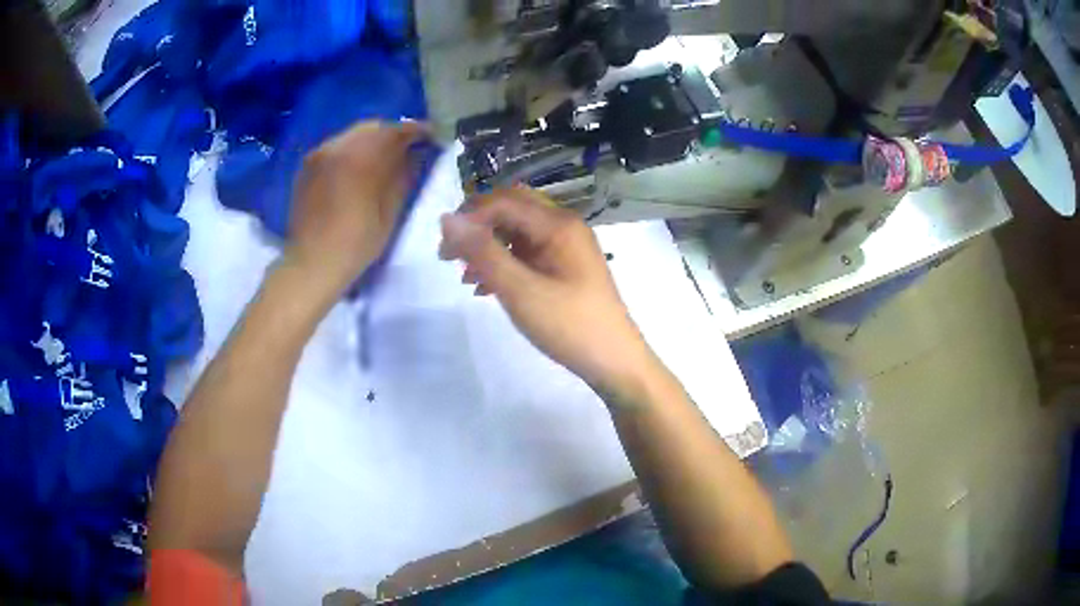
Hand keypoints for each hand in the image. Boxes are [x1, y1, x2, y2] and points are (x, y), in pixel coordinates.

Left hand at [287, 120, 426, 297]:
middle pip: (372, 127)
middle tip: (408, 147)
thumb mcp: (390, 210)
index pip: (395, 131)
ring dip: (371, 141)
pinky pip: (336, 146)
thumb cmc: (356, 242)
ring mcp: (319, 155)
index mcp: (361, 157)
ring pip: (352, 135)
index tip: (431, 136)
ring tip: (384, 158)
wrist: (312, 263)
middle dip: (392, 133)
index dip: (417, 131)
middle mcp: (338, 147)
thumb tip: (416, 154)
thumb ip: (404, 175)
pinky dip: (352, 150)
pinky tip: (358, 168)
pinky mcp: (307, 166)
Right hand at [439, 186, 658, 402]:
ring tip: (466, 278)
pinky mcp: (566, 267)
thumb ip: (483, 252)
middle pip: (511, 210)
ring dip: (488, 248)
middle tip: (450, 256)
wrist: (614, 361)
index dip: (469, 218)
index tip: (444, 249)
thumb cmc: (569, 325)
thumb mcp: (520, 290)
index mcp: (558, 224)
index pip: (503, 201)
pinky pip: (528, 253)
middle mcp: (564, 226)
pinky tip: (487, 289)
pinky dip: (504, 264)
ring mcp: (567, 247)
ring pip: (517, 232)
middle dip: (477, 228)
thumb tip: (447, 219)